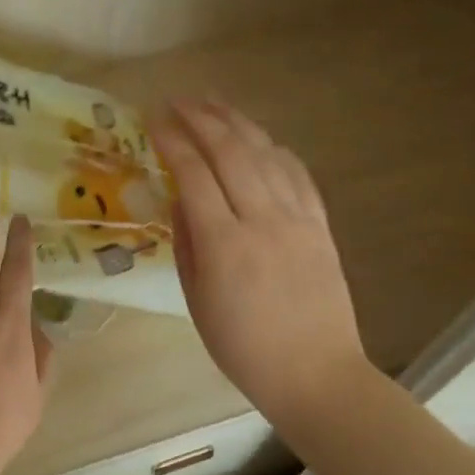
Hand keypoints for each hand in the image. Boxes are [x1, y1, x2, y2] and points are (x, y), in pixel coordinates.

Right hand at [152, 99, 371, 427]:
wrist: (316, 374)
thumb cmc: (244, 349)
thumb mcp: (197, 303)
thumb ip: (187, 245)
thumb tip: (180, 200)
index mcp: (224, 244)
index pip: (193, 173)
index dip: (172, 140)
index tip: (153, 118)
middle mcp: (262, 220)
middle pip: (230, 151)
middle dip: (201, 118)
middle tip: (178, 100)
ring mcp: (297, 219)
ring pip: (266, 154)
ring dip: (237, 123)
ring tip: (213, 103)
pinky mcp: (321, 225)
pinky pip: (297, 174)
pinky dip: (276, 149)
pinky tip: (261, 138)